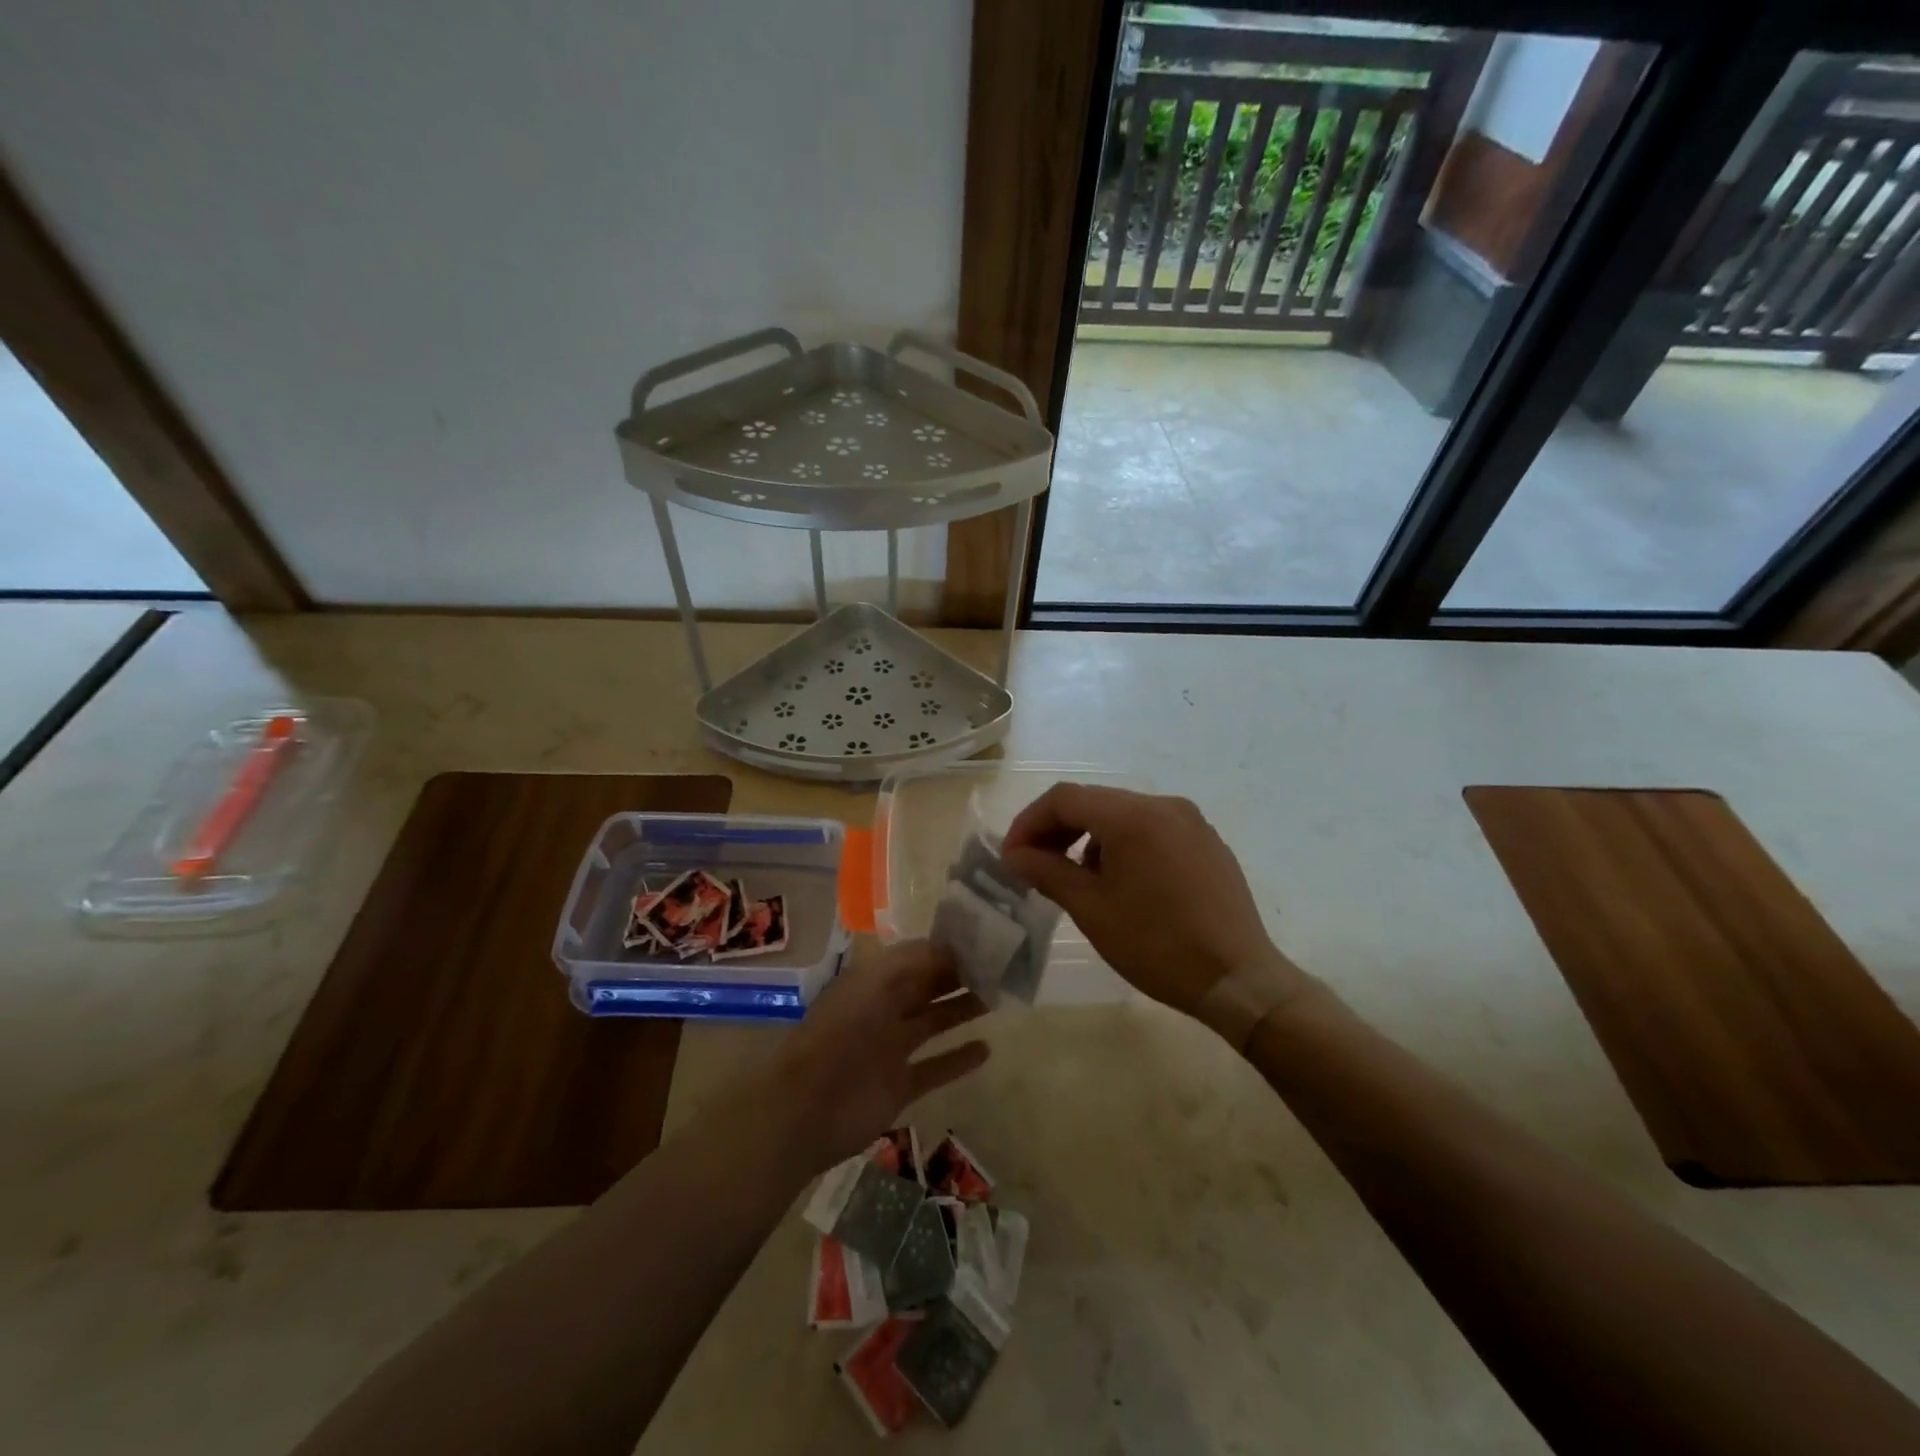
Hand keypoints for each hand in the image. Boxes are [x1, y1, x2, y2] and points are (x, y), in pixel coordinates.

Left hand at [764, 940, 988, 1172]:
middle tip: (998, 969)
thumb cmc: (843, 1032)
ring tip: (996, 999)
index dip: (945, 950)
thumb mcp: (877, 981)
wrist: (809, 1107)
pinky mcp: (899, 1085)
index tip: (982, 943)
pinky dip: (958, 1059)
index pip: (915, 957)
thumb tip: (954, 947)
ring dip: (960, 1010)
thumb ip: (916, 961)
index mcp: (872, 980)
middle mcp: (882, 1009)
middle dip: (957, 977)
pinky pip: (935, 1067)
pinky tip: (986, 1049)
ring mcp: (891, 1048)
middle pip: (925, 987)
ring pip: (933, 1022)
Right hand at [1001, 784, 1311, 1020]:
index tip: (1011, 857)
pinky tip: (1121, 883)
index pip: (1064, 799)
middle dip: (1057, 830)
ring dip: (1089, 838)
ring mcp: (1191, 822)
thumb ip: (1047, 872)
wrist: (1239, 980)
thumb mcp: (1092, 909)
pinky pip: (1152, 829)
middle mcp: (1164, 805)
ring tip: (1078, 880)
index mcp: (1133, 816)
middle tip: (1034, 866)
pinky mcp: (1207, 842)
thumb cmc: (1157, 945)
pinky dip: (1123, 845)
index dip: (1029, 823)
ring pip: (1122, 815)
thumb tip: (1014, 855)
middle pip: (1094, 802)